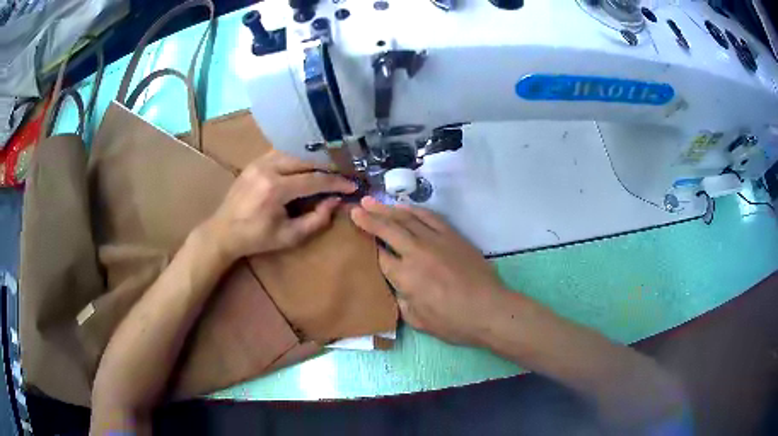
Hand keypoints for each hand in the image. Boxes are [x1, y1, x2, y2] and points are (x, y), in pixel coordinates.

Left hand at [204, 151, 355, 261]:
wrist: (224, 231)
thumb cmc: (257, 238)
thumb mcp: (289, 237)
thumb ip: (316, 220)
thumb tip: (335, 201)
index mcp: (275, 189)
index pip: (314, 180)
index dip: (336, 182)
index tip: (352, 185)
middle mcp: (268, 169)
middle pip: (306, 159)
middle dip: (328, 166)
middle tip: (343, 174)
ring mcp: (259, 162)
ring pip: (294, 152)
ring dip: (313, 159)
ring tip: (328, 168)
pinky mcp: (254, 162)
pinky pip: (281, 153)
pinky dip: (297, 157)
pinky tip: (305, 165)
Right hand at [350, 197, 509, 346]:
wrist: (489, 309)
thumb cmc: (452, 322)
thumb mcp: (417, 320)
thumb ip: (401, 300)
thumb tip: (396, 285)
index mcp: (405, 276)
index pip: (379, 255)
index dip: (366, 245)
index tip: (356, 235)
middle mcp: (416, 252)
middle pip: (388, 229)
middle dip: (369, 218)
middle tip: (355, 208)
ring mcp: (436, 240)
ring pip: (407, 218)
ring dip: (387, 208)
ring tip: (372, 201)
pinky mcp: (452, 235)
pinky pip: (430, 216)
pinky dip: (414, 209)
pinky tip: (405, 206)